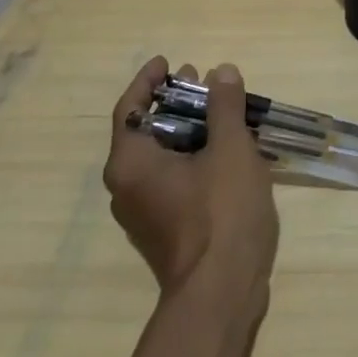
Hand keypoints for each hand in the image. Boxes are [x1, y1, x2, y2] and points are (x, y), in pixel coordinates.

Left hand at [103, 57, 279, 306]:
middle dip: (174, 102)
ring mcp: (145, 213)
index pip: (129, 109)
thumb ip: (224, 107)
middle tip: (203, 81)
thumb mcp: (230, 150)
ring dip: (187, 130)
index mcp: (131, 164)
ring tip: (220, 112)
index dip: (148, 81)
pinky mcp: (165, 231)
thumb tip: (221, 72)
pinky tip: (225, 151)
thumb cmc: (221, 213)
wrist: (221, 294)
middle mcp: (127, 188)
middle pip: (145, 131)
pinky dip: (192, 157)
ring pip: (161, 158)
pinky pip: (172, 180)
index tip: (170, 62)